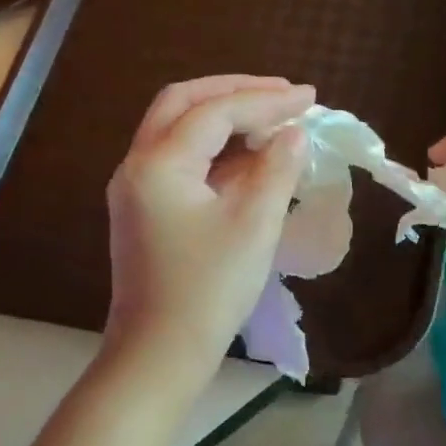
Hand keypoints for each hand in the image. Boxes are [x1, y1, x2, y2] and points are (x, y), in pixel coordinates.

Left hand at [104, 76, 313, 378]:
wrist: (159, 353)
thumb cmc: (209, 290)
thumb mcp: (253, 226)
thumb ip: (277, 170)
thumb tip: (294, 134)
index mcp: (159, 163)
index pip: (216, 111)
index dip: (266, 100)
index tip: (310, 98)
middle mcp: (138, 165)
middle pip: (183, 103)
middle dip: (235, 91)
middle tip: (282, 94)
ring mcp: (136, 189)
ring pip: (177, 130)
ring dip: (223, 117)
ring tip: (272, 120)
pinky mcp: (144, 211)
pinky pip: (179, 161)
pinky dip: (214, 150)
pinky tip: (249, 159)